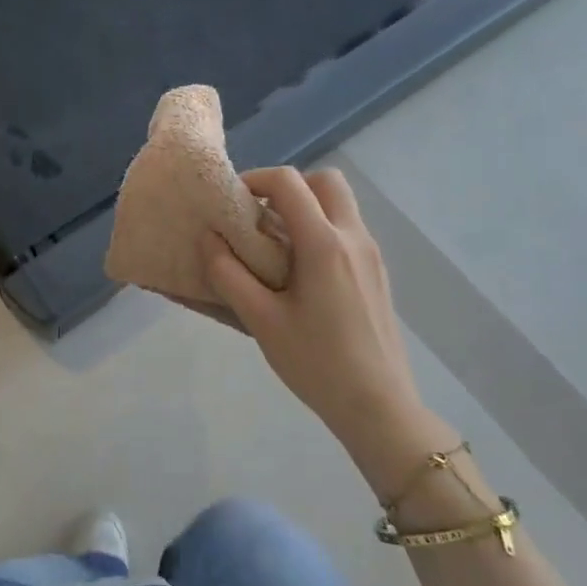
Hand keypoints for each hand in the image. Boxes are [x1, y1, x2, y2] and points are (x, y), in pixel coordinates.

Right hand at [201, 167, 439, 468]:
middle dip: (290, 186)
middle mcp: (353, 238)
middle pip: (327, 180)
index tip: (231, 200)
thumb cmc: (315, 363)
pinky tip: (299, 271)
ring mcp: (371, 255)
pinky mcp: (376, 273)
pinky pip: (347, 230)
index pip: (289, 182)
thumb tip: (208, 238)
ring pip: (341, 204)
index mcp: (324, 244)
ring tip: (274, 242)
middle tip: (260, 213)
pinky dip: (321, 229)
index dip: (256, 179)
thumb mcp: (261, 321)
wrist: (378, 406)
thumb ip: (228, 274)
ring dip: (307, 207)